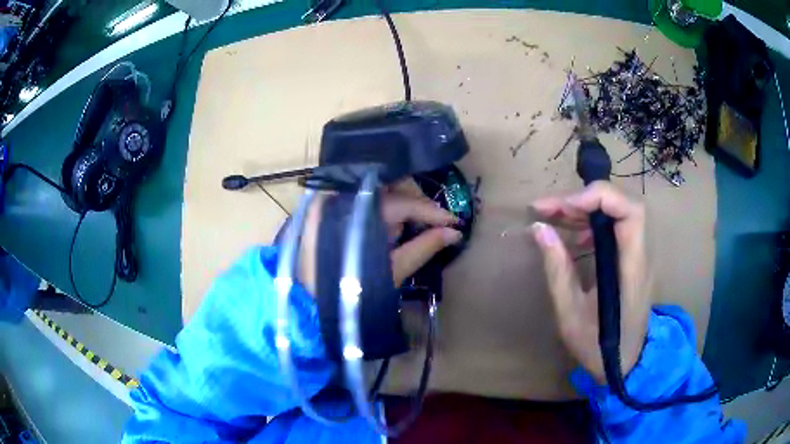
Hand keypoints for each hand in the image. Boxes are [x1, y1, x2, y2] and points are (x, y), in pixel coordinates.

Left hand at [298, 179, 462, 294]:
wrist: (309, 306)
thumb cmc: (353, 292)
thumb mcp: (392, 271)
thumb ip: (424, 247)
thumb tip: (454, 232)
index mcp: (356, 210)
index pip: (403, 202)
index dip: (431, 211)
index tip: (454, 221)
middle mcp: (341, 196)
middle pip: (388, 186)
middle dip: (414, 203)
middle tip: (433, 222)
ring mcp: (332, 200)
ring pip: (376, 192)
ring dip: (398, 208)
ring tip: (407, 232)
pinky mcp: (327, 209)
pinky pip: (362, 201)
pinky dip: (379, 213)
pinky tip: (387, 232)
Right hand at [531, 182, 651, 382]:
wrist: (624, 364)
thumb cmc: (598, 347)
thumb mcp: (570, 315)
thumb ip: (557, 270)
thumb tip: (539, 229)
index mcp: (631, 270)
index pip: (630, 212)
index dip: (599, 197)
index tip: (562, 206)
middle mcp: (641, 255)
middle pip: (624, 204)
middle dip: (585, 198)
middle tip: (548, 208)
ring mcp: (640, 256)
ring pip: (619, 211)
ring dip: (586, 207)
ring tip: (553, 216)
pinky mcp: (633, 259)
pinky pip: (617, 227)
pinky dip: (594, 222)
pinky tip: (575, 236)